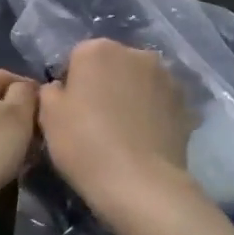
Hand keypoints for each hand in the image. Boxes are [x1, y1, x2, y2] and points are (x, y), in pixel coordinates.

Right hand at [38, 40, 194, 215]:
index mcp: (97, 50)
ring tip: (123, 131)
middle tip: (95, 120)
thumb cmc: (85, 144)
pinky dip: (152, 112)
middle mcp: (135, 53)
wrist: (141, 184)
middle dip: (104, 84)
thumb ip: (50, 91)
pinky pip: (159, 102)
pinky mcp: (186, 103)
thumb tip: (62, 88)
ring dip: (130, 96)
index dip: (71, 84)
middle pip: (112, 65)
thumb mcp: (48, 116)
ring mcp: (166, 77)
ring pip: (138, 81)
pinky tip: (144, 139)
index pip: (77, 58)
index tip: (69, 111)